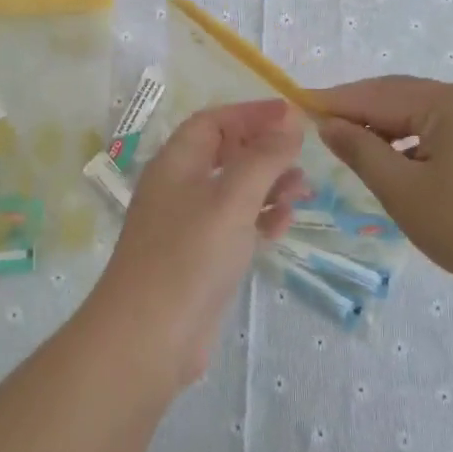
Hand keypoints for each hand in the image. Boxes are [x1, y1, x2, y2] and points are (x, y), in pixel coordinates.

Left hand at [84, 100, 304, 386]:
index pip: (213, 121)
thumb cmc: (189, 255)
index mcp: (176, 163)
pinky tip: (285, 223)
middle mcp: (179, 188)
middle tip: (302, 156)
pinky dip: (261, 220)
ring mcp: (189, 226)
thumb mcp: (232, 198)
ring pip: (234, 192)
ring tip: (304, 189)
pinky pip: (235, 226)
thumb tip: (290, 118)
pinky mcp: (201, 259)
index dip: (251, 113)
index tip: (291, 115)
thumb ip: (264, 156)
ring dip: (269, 185)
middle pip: (225, 154)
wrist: (148, 337)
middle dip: (265, 151)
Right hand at [314, 77, 452, 295]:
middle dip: (361, 112)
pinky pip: (446, 129)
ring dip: (388, 128)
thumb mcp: (403, 190)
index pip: (379, 93)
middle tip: (322, 129)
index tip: (299, 106)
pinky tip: (400, 162)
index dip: (337, 101)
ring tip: (356, 150)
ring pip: (424, 114)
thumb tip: (330, 125)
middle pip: (402, 97)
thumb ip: (360, 151)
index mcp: (450, 101)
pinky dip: (416, 141)